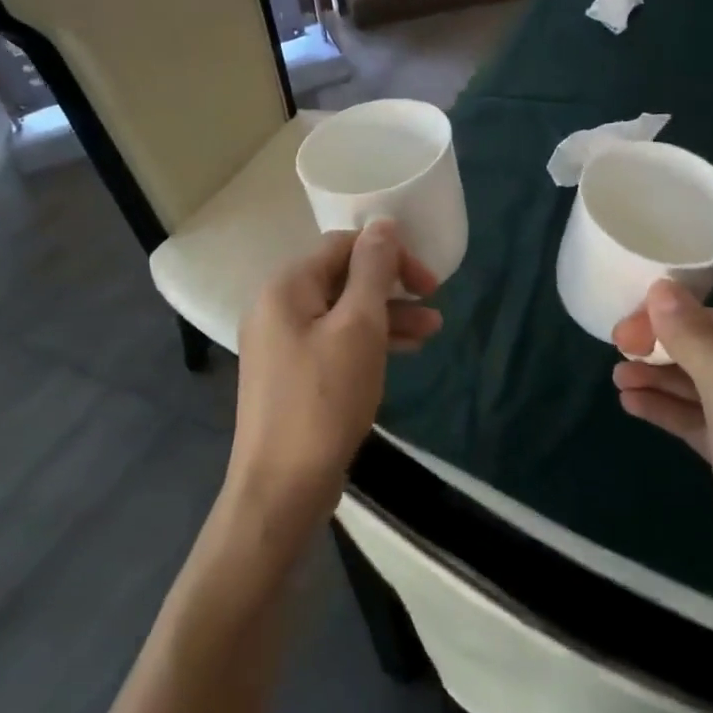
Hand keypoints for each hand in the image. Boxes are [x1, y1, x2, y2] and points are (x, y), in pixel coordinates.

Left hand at [228, 222, 441, 535]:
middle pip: (342, 276)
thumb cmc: (324, 399)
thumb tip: (382, 224)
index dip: (389, 254)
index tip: (427, 281)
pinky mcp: (291, 372)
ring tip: (432, 330)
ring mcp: (281, 341)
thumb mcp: (359, 327)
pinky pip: (334, 340)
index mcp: (286, 286)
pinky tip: (405, 351)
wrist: (281, 488)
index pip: (343, 245)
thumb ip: (373, 270)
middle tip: (434, 302)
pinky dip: (368, 341)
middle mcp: (277, 305)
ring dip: (387, 315)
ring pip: (342, 311)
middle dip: (391, 287)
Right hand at [613, 282, 712, 619]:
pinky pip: (698, 419)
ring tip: (617, 379)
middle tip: (615, 351)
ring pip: (698, 386)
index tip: (622, 330)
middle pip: (707, 352)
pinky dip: (667, 410)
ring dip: (659, 380)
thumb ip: (694, 341)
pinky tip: (632, 404)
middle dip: (661, 351)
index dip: (667, 321)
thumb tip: (660, 287)